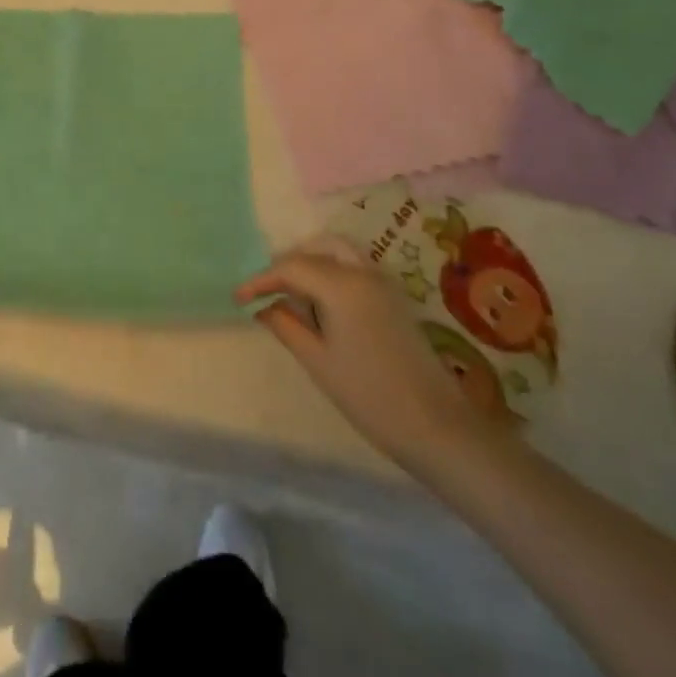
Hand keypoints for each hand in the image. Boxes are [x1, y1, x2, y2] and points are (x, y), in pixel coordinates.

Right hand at [236, 249, 500, 474]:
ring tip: (291, 294)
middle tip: (266, 290)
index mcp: (341, 284)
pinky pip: (354, 267)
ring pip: (338, 252)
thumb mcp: (318, 361)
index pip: (291, 267)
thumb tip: (262, 306)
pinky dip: (331, 272)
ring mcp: (383, 282)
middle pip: (317, 249)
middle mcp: (363, 272)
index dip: (261, 279)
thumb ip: (286, 325)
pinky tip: (320, 303)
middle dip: (288, 264)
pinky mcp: (394, 298)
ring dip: (311, 263)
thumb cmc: (370, 396)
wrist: (437, 427)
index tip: (238, 297)